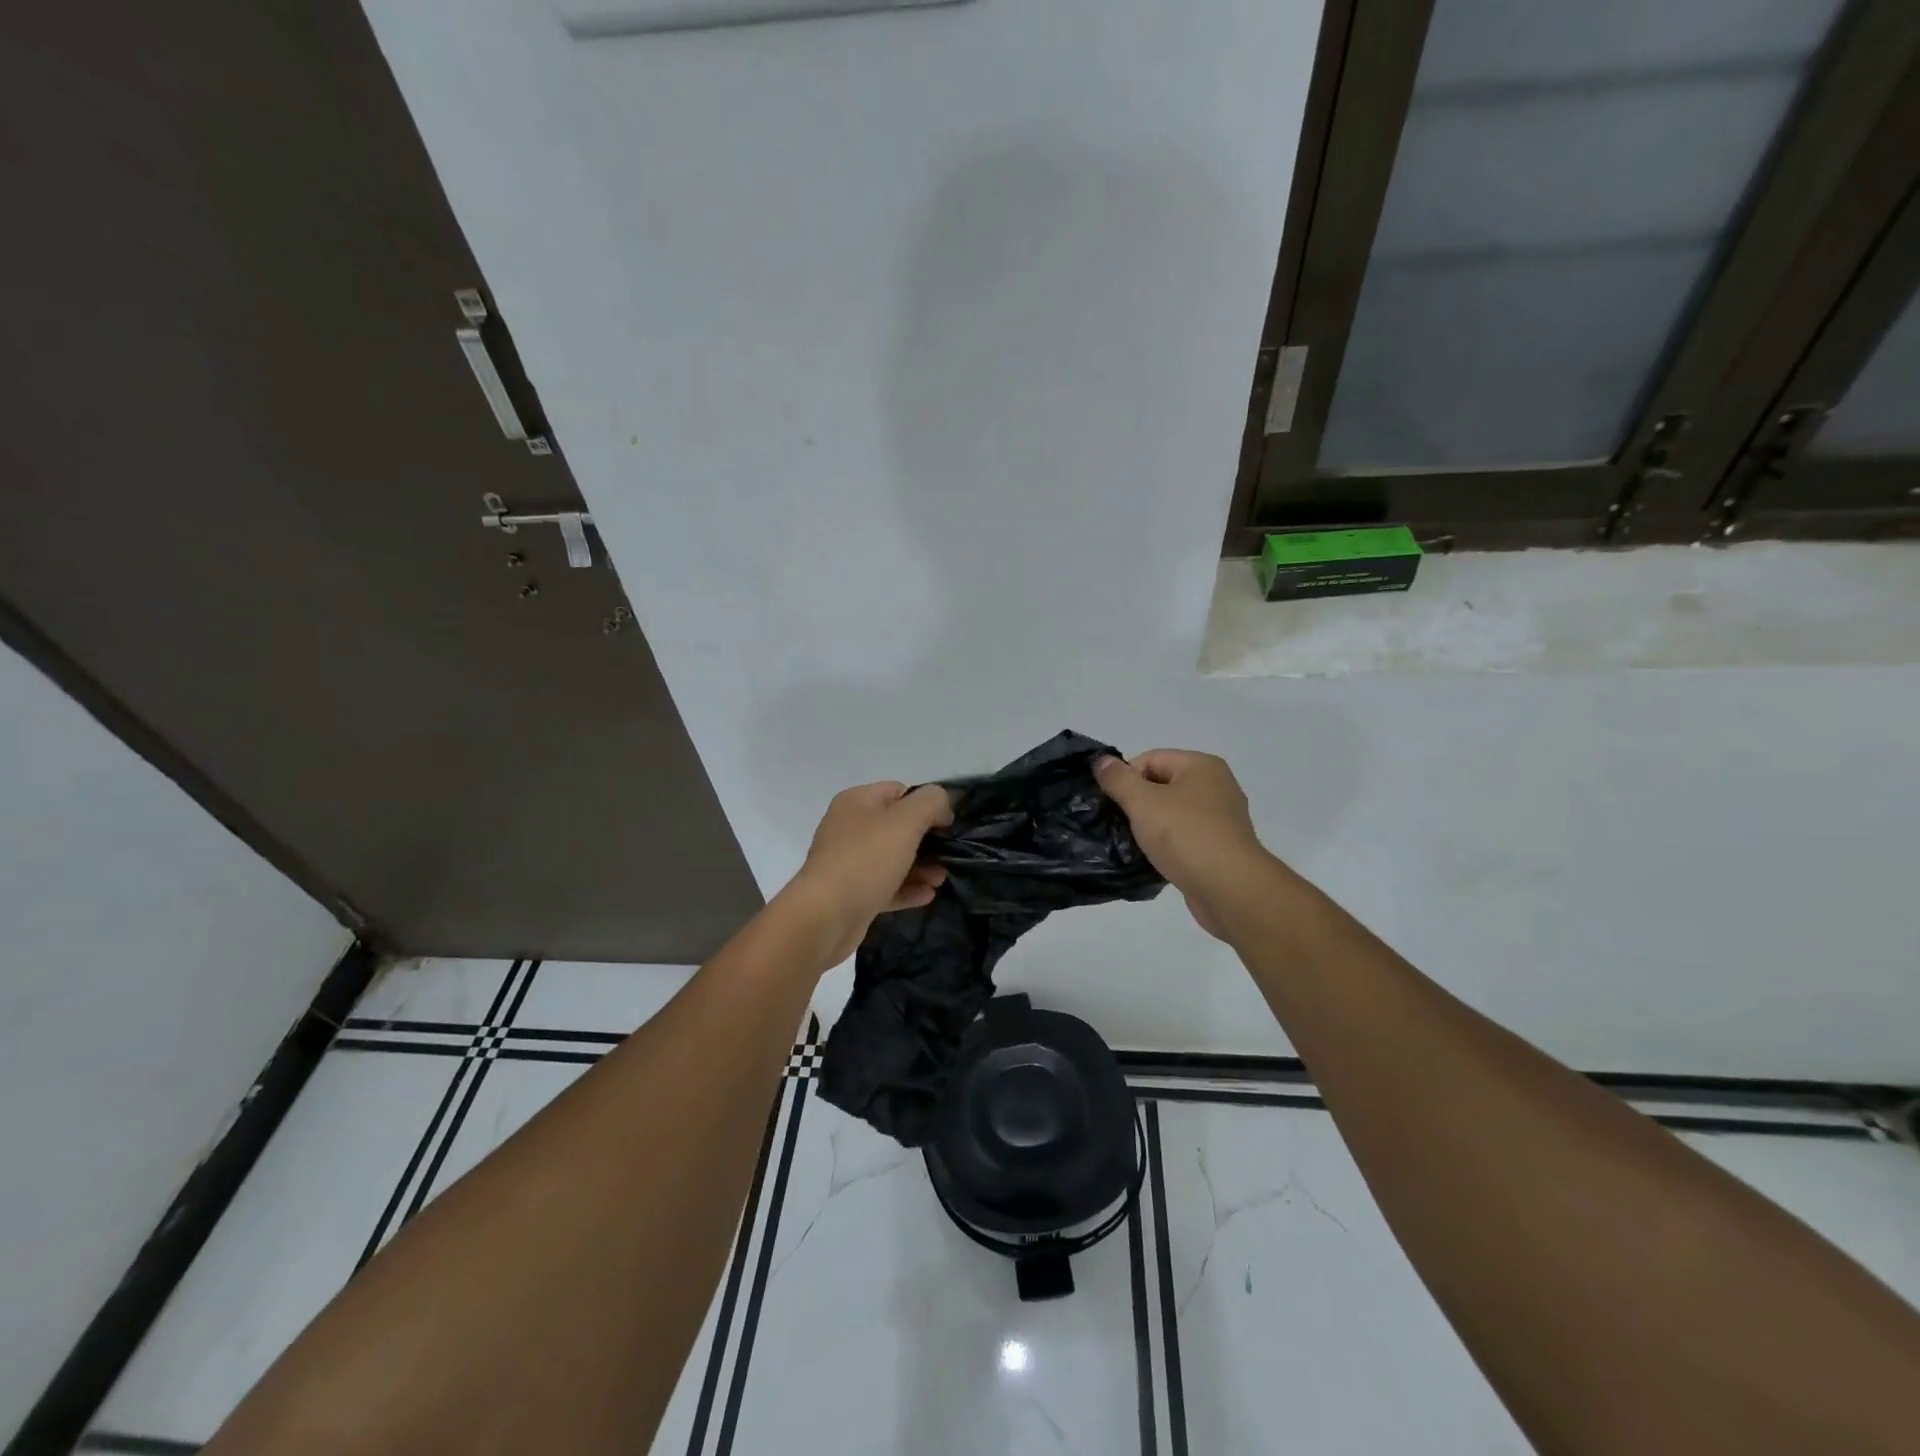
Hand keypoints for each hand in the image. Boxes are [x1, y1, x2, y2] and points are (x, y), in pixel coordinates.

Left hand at [785, 781, 953, 965]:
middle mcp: (849, 828)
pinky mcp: (851, 894)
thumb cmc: (866, 859)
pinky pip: (885, 886)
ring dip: (920, 867)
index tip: (947, 825)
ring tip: (941, 879)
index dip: (926, 804)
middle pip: (897, 827)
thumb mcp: (906, 820)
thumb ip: (931, 802)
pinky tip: (927, 896)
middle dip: (926, 841)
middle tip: (949, 855)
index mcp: (857, 802)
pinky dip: (906, 889)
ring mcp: (848, 862)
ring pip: (893, 859)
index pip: (899, 791)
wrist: (825, 916)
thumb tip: (941, 808)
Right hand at [1095, 750, 1271, 939]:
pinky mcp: (1221, 848)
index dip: (1125, 778)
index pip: (1151, 759)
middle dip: (1137, 803)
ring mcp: (1222, 819)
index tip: (1110, 803)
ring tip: (1133, 844)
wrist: (1229, 888)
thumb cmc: (1185, 835)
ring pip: (1173, 814)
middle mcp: (1217, 786)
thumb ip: (1118, 779)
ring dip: (1151, 826)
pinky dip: (1168, 845)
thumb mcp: (1142, 802)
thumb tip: (1102, 761)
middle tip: (1118, 824)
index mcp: (1201, 766)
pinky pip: (1185, 838)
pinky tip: (1154, 860)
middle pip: (1162, 785)